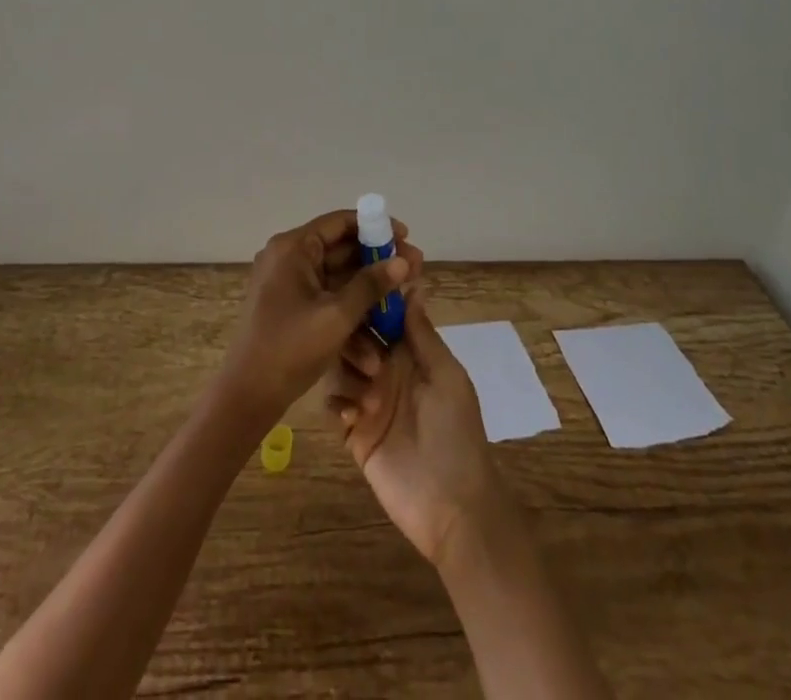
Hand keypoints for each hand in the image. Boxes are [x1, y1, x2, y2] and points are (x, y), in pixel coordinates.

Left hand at [216, 210, 419, 430]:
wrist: (248, 394)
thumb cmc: (290, 347)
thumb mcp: (337, 316)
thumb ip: (371, 285)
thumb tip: (403, 260)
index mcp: (293, 248)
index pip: (339, 223)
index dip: (374, 226)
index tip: (405, 236)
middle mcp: (289, 258)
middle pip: (341, 250)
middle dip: (378, 263)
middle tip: (414, 270)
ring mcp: (289, 283)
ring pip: (338, 279)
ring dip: (369, 293)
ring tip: (405, 302)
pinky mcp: (292, 308)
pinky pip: (327, 299)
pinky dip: (350, 312)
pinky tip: (379, 336)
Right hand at [323, 294, 509, 565]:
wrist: (452, 507)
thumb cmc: (456, 434)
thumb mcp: (447, 378)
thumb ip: (423, 335)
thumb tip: (411, 285)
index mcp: (412, 353)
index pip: (385, 315)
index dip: (373, 298)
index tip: (358, 282)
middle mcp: (387, 369)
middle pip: (356, 335)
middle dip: (356, 339)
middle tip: (371, 363)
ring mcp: (369, 399)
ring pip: (340, 365)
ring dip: (349, 373)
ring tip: (368, 400)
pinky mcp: (354, 430)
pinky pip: (334, 403)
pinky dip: (338, 404)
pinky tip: (353, 418)